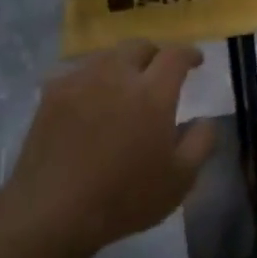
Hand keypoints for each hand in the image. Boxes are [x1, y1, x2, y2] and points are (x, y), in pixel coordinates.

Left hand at [2, 42, 214, 257]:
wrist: (53, 211)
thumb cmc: (125, 197)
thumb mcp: (180, 179)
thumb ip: (201, 142)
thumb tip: (205, 120)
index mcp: (152, 93)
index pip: (175, 55)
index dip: (189, 54)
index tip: (196, 61)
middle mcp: (116, 76)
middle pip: (138, 46)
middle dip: (154, 54)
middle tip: (160, 73)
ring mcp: (79, 82)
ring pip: (106, 57)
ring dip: (122, 65)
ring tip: (124, 87)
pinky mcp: (51, 96)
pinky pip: (77, 74)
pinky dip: (91, 79)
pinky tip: (90, 101)